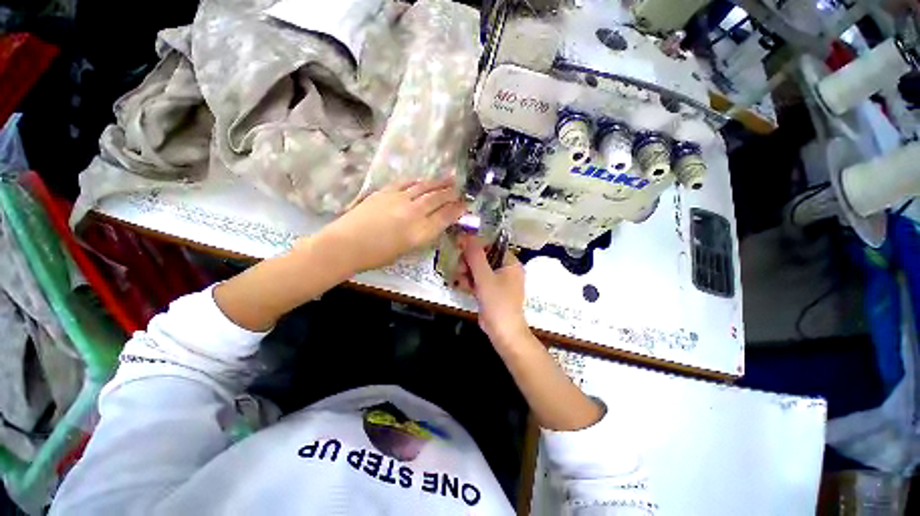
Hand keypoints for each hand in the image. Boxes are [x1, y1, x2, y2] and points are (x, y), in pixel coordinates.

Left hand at [318, 178, 465, 272]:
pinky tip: (422, 180)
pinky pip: (406, 183)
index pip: (445, 217)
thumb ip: (421, 235)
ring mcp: (399, 199)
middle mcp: (414, 213)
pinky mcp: (385, 192)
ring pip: (424, 187)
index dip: (457, 210)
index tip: (465, 205)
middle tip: (460, 190)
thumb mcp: (406, 251)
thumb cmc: (376, 256)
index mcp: (420, 232)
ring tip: (449, 178)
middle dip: (451, 193)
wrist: (345, 245)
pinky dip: (417, 181)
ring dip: (438, 183)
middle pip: (438, 199)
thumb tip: (431, 225)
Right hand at [455, 235, 529, 343]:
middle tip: (459, 268)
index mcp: (511, 263)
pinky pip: (480, 280)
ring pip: (480, 269)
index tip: (459, 248)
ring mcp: (500, 282)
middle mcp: (507, 270)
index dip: (475, 246)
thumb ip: (475, 256)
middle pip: (484, 257)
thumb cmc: (498, 302)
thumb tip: (466, 236)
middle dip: (469, 262)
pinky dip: (471, 281)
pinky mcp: (493, 292)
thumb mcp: (484, 277)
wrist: (503, 332)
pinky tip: (462, 285)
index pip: (491, 246)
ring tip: (460, 279)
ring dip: (468, 272)